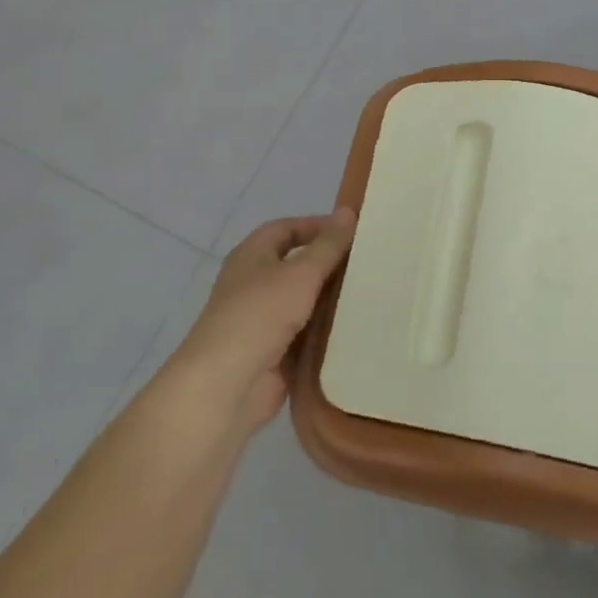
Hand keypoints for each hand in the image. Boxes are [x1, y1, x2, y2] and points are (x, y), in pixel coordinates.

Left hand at [172, 210, 355, 432]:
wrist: (227, 385)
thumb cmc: (260, 315)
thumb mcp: (300, 273)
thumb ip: (327, 245)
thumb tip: (348, 211)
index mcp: (252, 256)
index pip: (286, 228)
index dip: (316, 226)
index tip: (351, 231)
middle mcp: (253, 284)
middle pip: (295, 266)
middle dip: (328, 265)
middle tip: (367, 263)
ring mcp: (262, 321)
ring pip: (302, 303)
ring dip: (329, 301)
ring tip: (370, 294)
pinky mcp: (272, 354)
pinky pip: (304, 336)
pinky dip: (325, 333)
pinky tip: (355, 330)